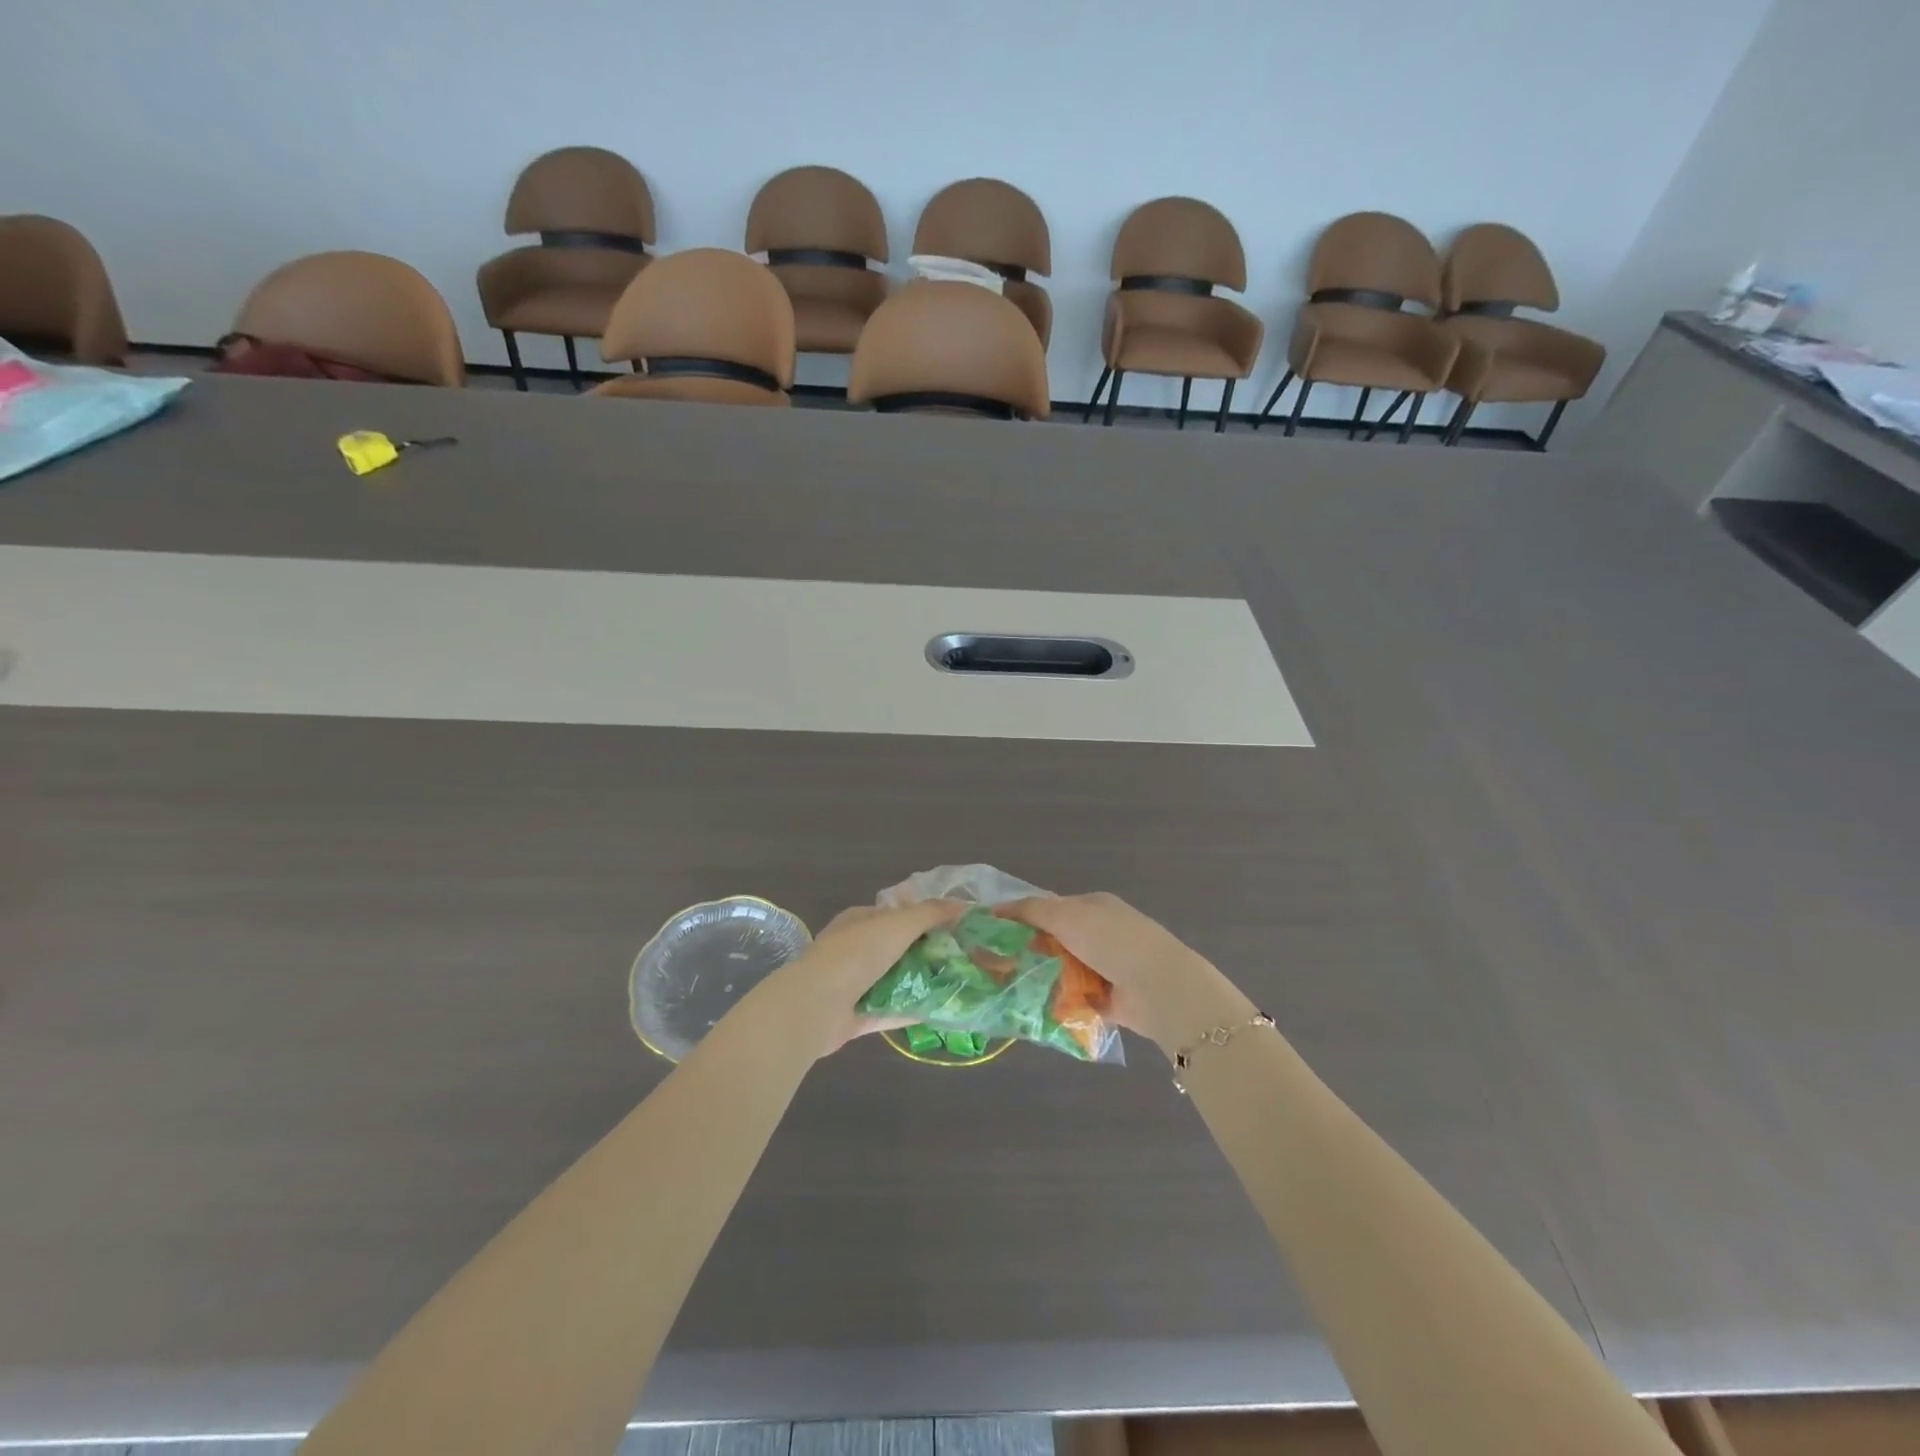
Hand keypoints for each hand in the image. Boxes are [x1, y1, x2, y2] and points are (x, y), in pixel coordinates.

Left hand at [750, 900, 961, 1059]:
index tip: (956, 925)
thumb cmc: (856, 954)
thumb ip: (930, 913)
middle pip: (898, 948)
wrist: (814, 1006)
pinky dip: (914, 1010)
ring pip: (896, 980)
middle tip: (964, 956)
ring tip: (960, 983)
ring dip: (923, 982)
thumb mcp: (898, 924)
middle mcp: (856, 950)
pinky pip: (892, 1011)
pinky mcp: (858, 1016)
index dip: (925, 916)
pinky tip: (942, 1011)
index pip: (896, 913)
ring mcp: (855, 984)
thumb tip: (964, 904)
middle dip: (928, 951)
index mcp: (860, 921)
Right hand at [1000, 892, 1252, 1054]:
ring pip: (1063, 971)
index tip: (993, 933)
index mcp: (1094, 907)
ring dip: (1042, 979)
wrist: (1159, 987)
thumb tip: (996, 908)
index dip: (1023, 918)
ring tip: (1007, 990)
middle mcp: (1101, 934)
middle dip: (1029, 952)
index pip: (1051, 908)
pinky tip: (1032, 1010)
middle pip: (1055, 941)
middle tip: (995, 965)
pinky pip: (1075, 999)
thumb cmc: (1111, 940)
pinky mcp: (1109, 999)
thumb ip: (1031, 910)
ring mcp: (1106, 967)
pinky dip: (1059, 1004)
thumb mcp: (1067, 915)